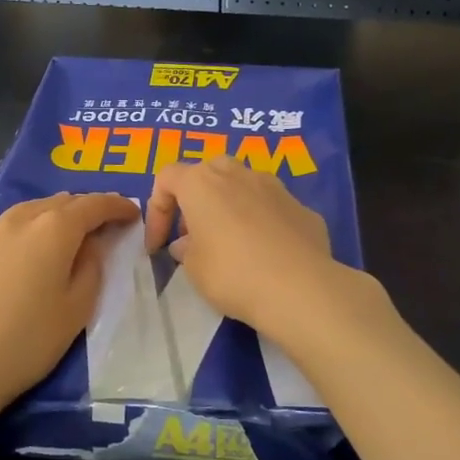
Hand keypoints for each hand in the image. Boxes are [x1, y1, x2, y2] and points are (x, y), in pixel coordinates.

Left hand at [0, 192, 138, 421]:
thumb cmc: (29, 341)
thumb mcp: (77, 308)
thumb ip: (91, 266)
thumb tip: (90, 243)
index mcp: (54, 229)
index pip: (94, 205)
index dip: (116, 206)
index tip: (132, 213)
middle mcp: (20, 219)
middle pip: (60, 202)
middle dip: (85, 209)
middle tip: (102, 224)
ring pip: (29, 211)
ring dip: (53, 215)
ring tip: (65, 233)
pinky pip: (5, 229)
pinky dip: (24, 231)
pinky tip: (23, 252)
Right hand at [144, 157, 340, 335]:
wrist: (300, 288)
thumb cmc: (232, 274)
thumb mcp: (193, 269)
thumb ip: (186, 250)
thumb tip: (188, 244)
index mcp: (202, 183)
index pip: (167, 178)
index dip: (157, 210)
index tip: (159, 245)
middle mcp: (237, 174)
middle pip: (208, 172)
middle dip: (197, 199)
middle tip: (195, 235)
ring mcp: (274, 186)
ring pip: (243, 186)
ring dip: (231, 207)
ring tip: (231, 243)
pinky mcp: (302, 206)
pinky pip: (272, 208)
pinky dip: (262, 224)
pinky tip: (267, 255)